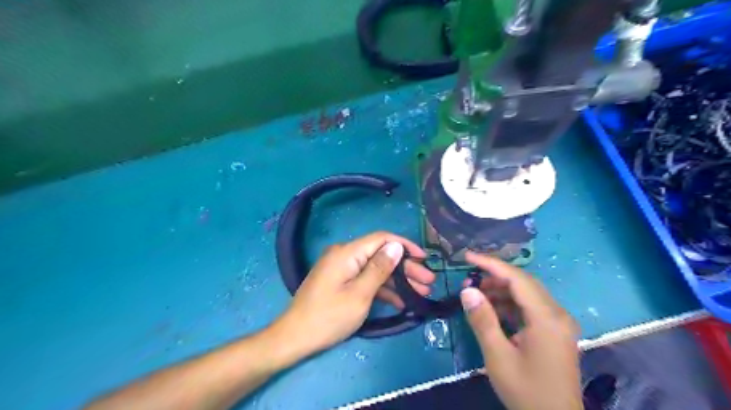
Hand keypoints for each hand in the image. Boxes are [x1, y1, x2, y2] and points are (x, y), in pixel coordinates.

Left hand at [273, 232, 432, 357]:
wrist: (295, 337)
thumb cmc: (329, 317)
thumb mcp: (360, 294)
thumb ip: (379, 268)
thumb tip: (397, 246)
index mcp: (347, 253)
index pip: (381, 239)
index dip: (405, 245)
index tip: (424, 258)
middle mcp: (345, 255)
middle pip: (381, 255)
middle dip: (406, 268)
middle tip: (428, 281)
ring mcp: (342, 269)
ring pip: (375, 269)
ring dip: (398, 280)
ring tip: (421, 292)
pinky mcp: (341, 281)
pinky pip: (365, 279)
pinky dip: (382, 289)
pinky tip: (401, 301)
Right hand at [462, 252, 583, 408]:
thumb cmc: (526, 391)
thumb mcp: (498, 357)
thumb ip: (483, 320)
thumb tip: (467, 290)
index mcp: (547, 318)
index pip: (517, 279)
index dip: (491, 264)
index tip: (468, 256)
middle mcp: (557, 314)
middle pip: (524, 282)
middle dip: (494, 276)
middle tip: (468, 278)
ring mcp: (558, 322)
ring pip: (527, 293)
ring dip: (501, 290)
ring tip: (476, 294)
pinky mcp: (555, 331)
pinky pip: (530, 307)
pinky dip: (510, 303)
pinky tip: (492, 309)